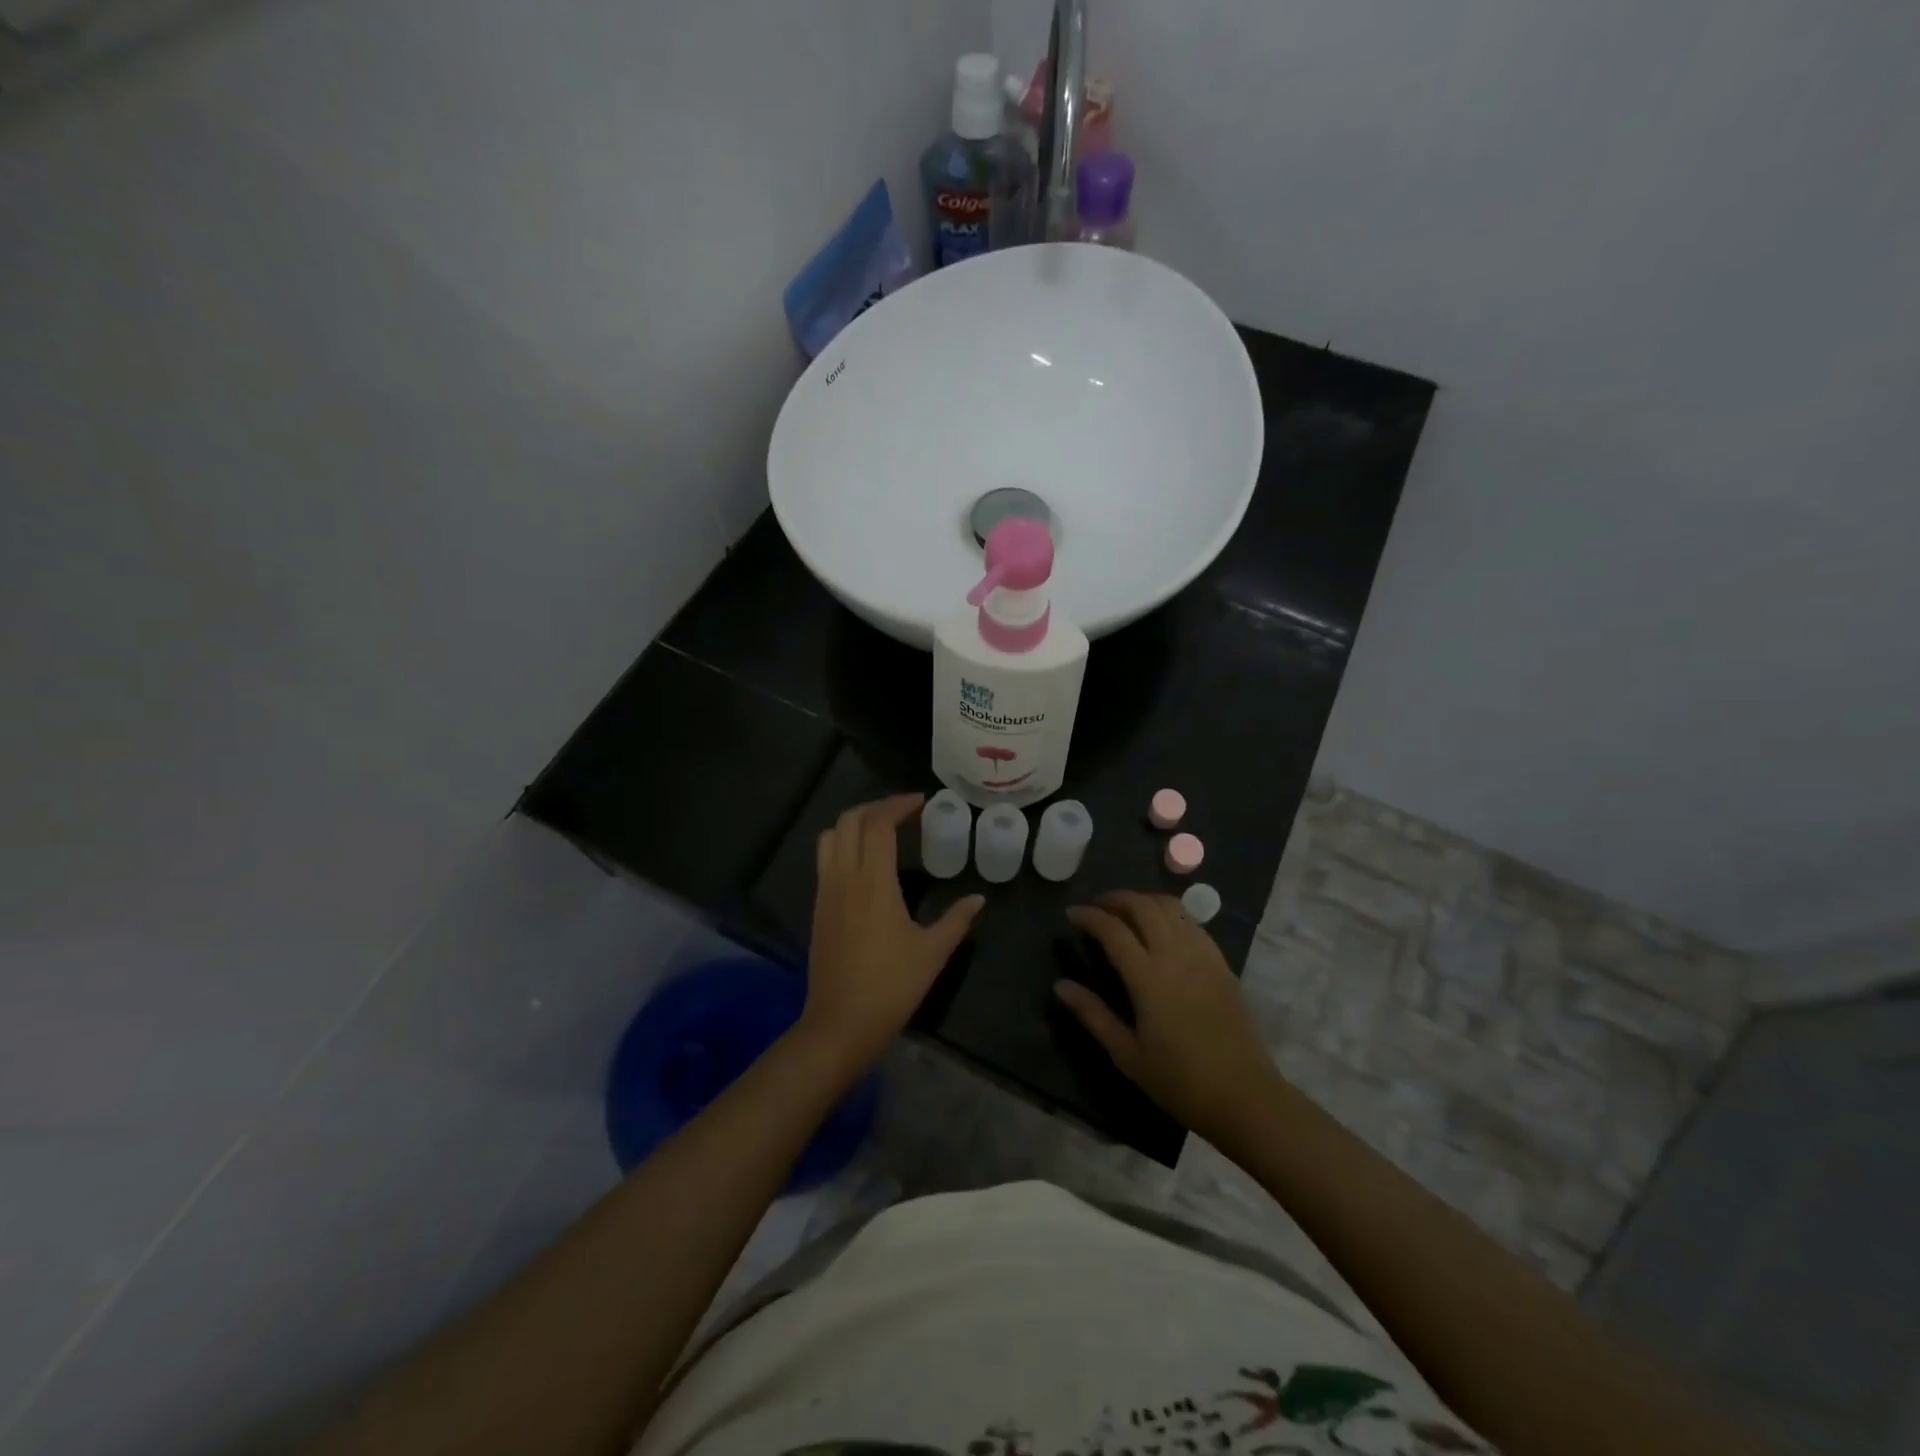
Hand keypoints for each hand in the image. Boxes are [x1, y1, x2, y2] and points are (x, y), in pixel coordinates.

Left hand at [801, 795, 984, 1071]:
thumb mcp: (932, 952)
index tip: (921, 802)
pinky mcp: (817, 907)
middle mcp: (844, 877)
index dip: (899, 805)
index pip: (879, 824)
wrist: (840, 1024)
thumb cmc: (891, 986)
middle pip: (850, 820)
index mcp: (873, 882)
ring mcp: (826, 891)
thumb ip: (957, 919)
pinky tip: (865, 863)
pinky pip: (825, 859)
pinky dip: (843, 844)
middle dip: (877, 808)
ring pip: (831, 836)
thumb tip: (979, 898)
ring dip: (855, 823)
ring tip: (882, 831)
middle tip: (905, 813)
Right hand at [1056, 891, 1277, 1141]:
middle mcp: (1176, 955)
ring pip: (1170, 906)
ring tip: (1125, 912)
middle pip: (1143, 906)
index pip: (1113, 929)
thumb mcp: (1127, 1055)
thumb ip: (1093, 1014)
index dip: (1089, 916)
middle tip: (1096, 907)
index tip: (1071, 914)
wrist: (1245, 1096)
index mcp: (1148, 977)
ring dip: (1143, 901)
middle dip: (1115, 898)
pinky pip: (1191, 922)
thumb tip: (1060, 985)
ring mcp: (1203, 955)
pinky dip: (1169, 914)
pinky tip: (1160, 929)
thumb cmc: (1180, 1081)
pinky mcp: (1222, 963)